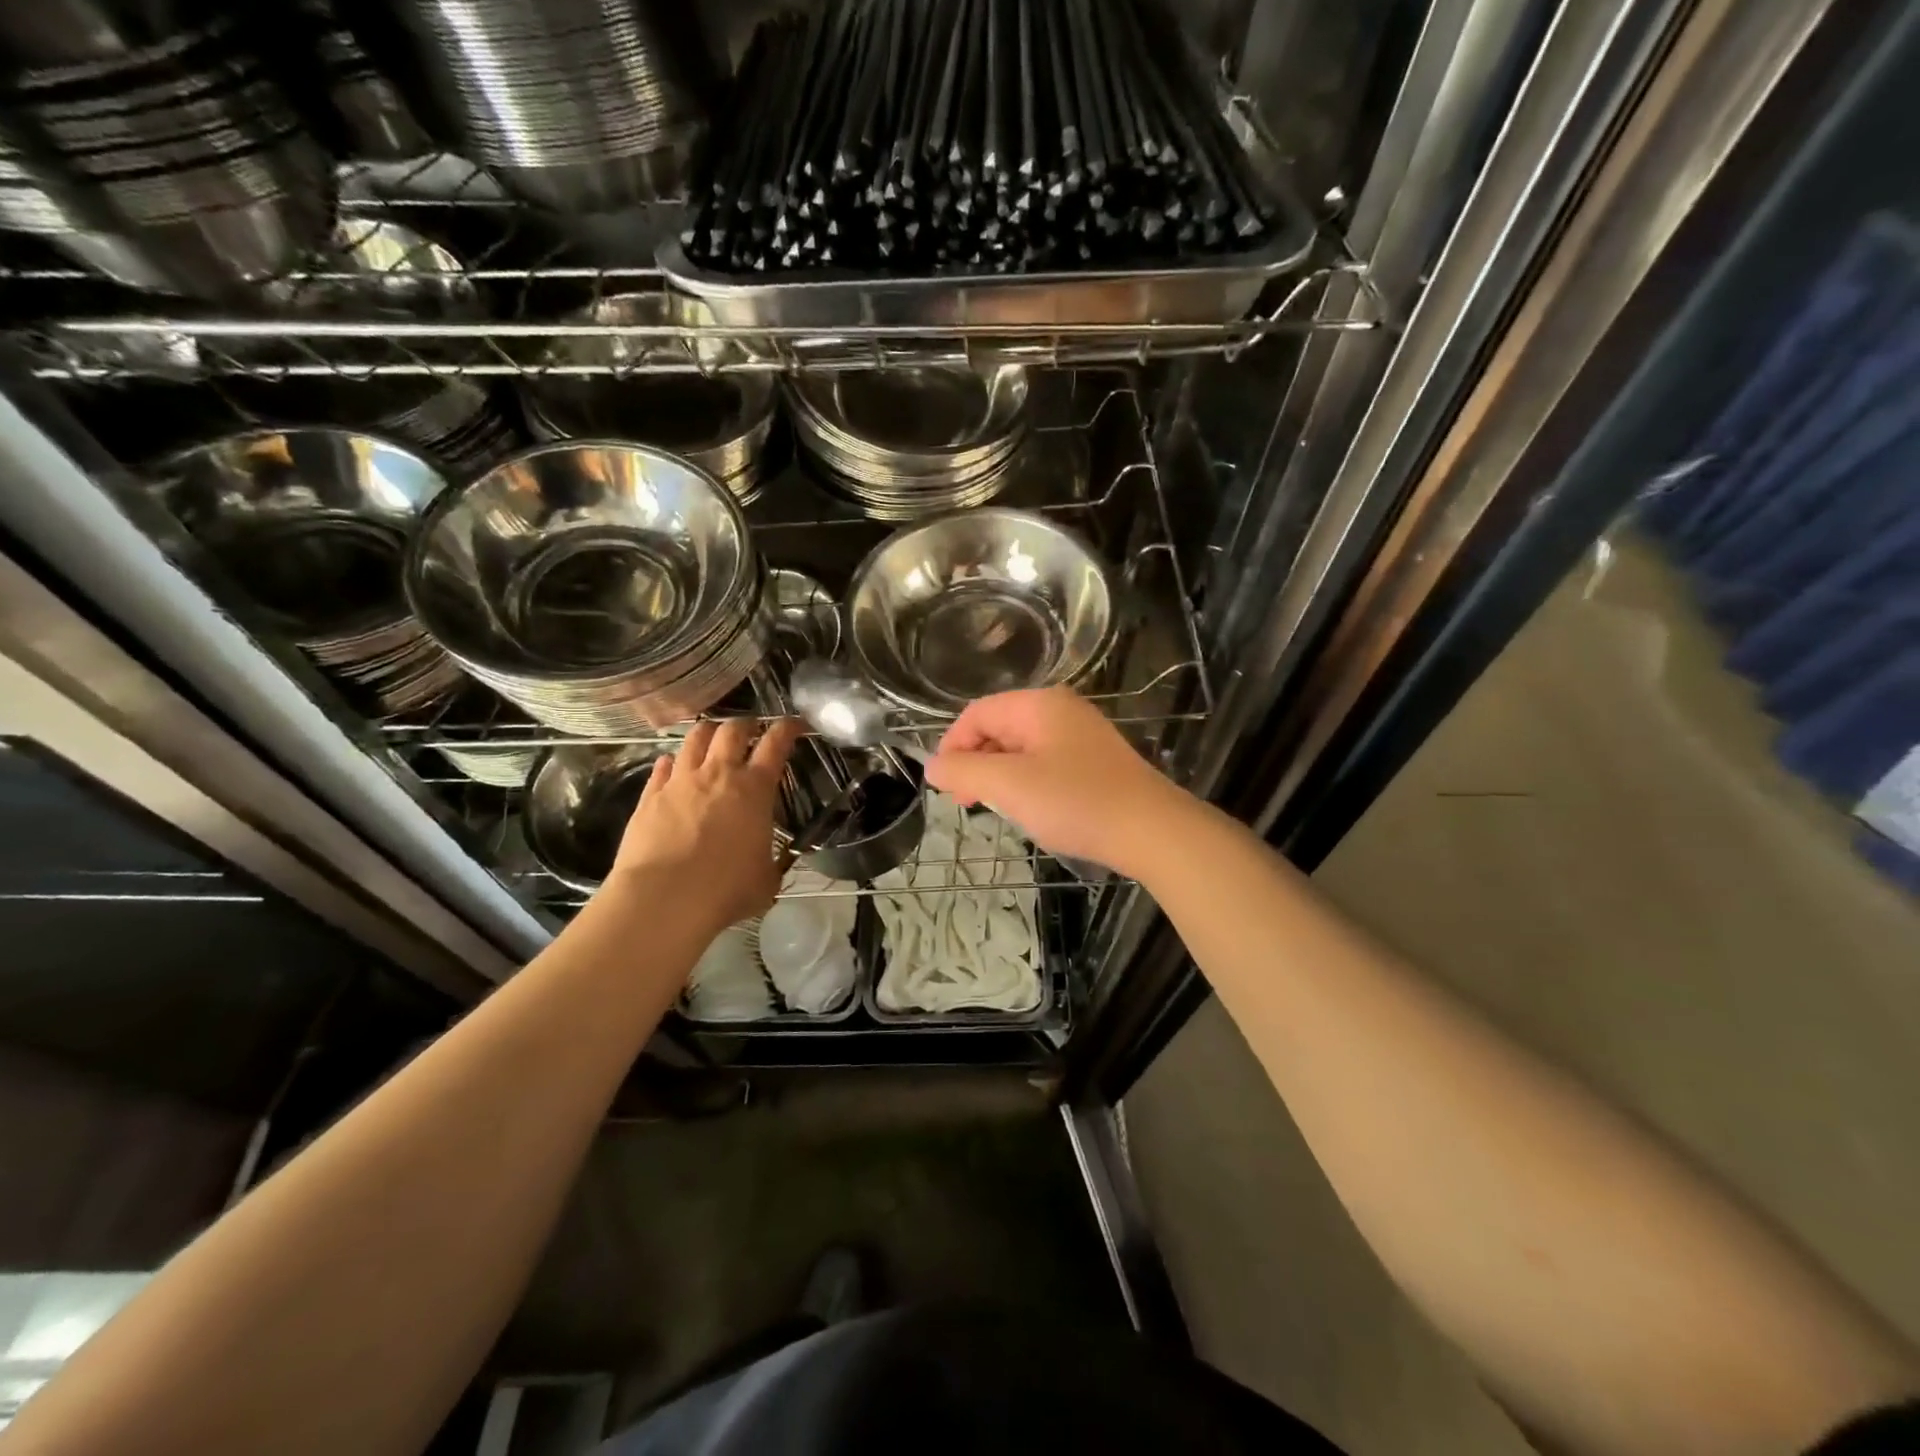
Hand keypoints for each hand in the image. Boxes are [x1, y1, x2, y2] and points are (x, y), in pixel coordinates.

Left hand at [608, 717, 804, 935]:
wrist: (663, 900)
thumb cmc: (726, 890)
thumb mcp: (767, 879)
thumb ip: (772, 860)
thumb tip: (771, 860)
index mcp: (755, 789)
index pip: (776, 743)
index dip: (788, 728)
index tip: (796, 724)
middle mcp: (718, 774)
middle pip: (732, 730)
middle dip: (745, 724)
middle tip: (751, 730)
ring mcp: (680, 782)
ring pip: (694, 738)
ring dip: (708, 733)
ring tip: (713, 738)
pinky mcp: (649, 796)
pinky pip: (662, 767)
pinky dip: (672, 762)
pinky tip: (673, 766)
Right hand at [924, 688, 1194, 878]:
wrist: (1152, 831)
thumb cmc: (1076, 801)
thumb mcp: (1009, 786)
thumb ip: (964, 772)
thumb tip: (932, 766)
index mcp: (1038, 704)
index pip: (976, 713)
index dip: (953, 747)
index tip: (946, 787)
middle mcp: (1060, 710)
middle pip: (998, 728)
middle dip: (975, 763)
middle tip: (967, 803)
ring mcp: (1080, 735)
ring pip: (1021, 748)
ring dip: (999, 776)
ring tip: (997, 809)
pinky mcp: (1094, 761)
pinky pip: (1045, 762)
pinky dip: (1026, 782)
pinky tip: (1031, 809)